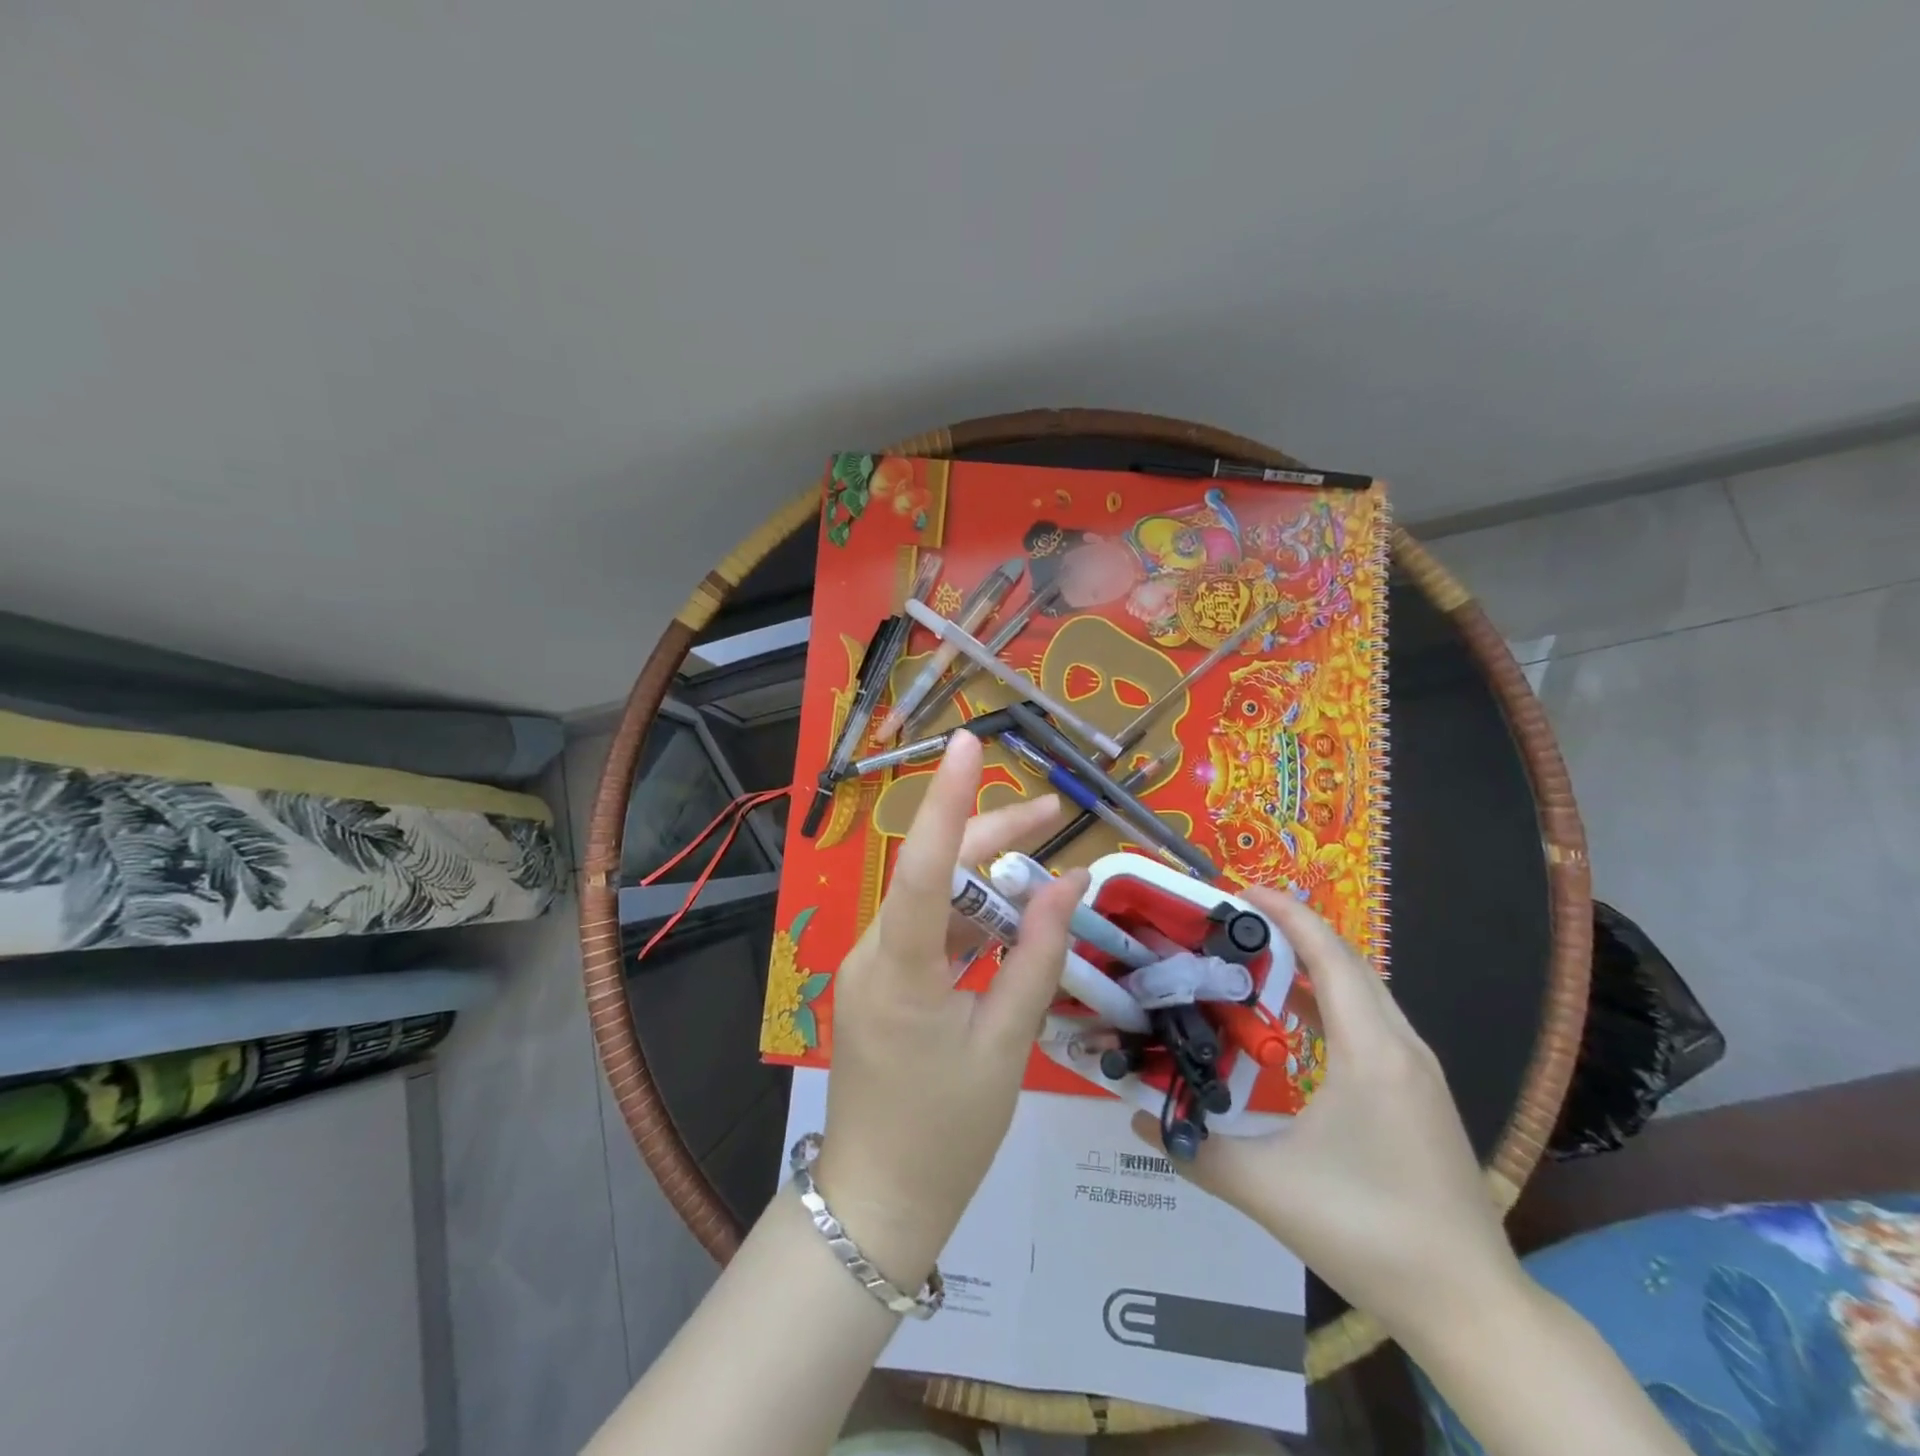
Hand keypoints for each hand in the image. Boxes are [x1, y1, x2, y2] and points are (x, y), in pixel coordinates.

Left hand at [815, 730, 1085, 1288]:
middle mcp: (874, 953)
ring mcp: (871, 967)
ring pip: (931, 900)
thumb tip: (1069, 884)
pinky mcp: (878, 984)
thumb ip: (1037, 957)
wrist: (878, 1204)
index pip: (924, 867)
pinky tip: (1009, 920)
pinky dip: (969, 921)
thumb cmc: (948, 1134)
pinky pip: (926, 933)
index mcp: (901, 970)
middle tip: (1053, 815)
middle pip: (933, 872)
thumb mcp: (1007, 1044)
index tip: (970, 745)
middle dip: (991, 838)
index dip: (951, 802)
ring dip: (985, 883)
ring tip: (1044, 870)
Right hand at [1133, 888, 1524, 1348]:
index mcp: (1371, 1053)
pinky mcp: (1420, 1096)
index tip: (1241, 892)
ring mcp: (1418, 1072)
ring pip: (1365, 992)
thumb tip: (1137, 1116)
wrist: (1471, 1306)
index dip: (1287, 916)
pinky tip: (1296, 1019)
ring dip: (1315, 965)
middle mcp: (1401, 1048)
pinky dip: (1332, 1001)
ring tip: (1258, 959)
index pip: (1330, 956)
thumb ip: (1196, 1149)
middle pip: (1349, 963)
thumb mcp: (1268, 1189)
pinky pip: (1372, 1022)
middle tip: (1236, 922)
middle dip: (1295, 931)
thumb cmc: (1370, 1232)